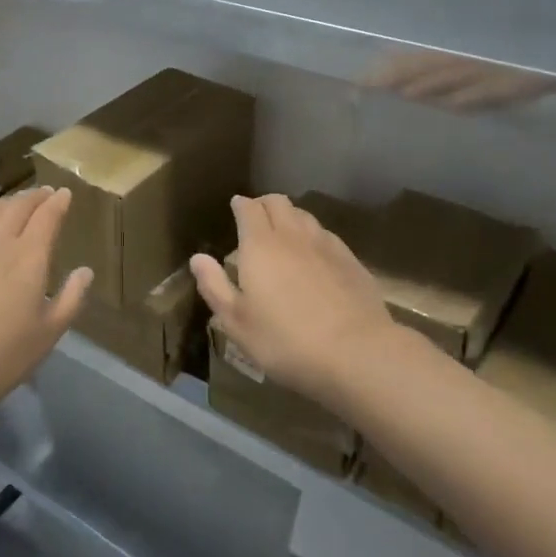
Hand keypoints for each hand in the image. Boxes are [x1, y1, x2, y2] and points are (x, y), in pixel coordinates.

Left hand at [0, 186, 92, 426]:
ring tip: (16, 204)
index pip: (47, 217)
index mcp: (29, 257)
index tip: (64, 193)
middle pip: (18, 207)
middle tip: (44, 195)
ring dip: (8, 203)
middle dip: (35, 197)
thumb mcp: (47, 335)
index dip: (57, 202)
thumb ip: (70, 299)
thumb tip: (85, 271)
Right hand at [191, 193, 400, 406]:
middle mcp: (293, 235)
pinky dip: (313, 236)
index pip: (249, 208)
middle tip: (256, 218)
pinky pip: (326, 235)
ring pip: (304, 216)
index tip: (236, 208)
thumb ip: (214, 286)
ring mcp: (326, 245)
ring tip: (283, 234)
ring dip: (290, 217)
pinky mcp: (351, 261)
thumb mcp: (237, 322)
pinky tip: (313, 256)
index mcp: (260, 245)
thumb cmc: (285, 340)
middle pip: (278, 202)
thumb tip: (198, 258)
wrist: (357, 353)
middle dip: (264, 204)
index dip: (240, 205)